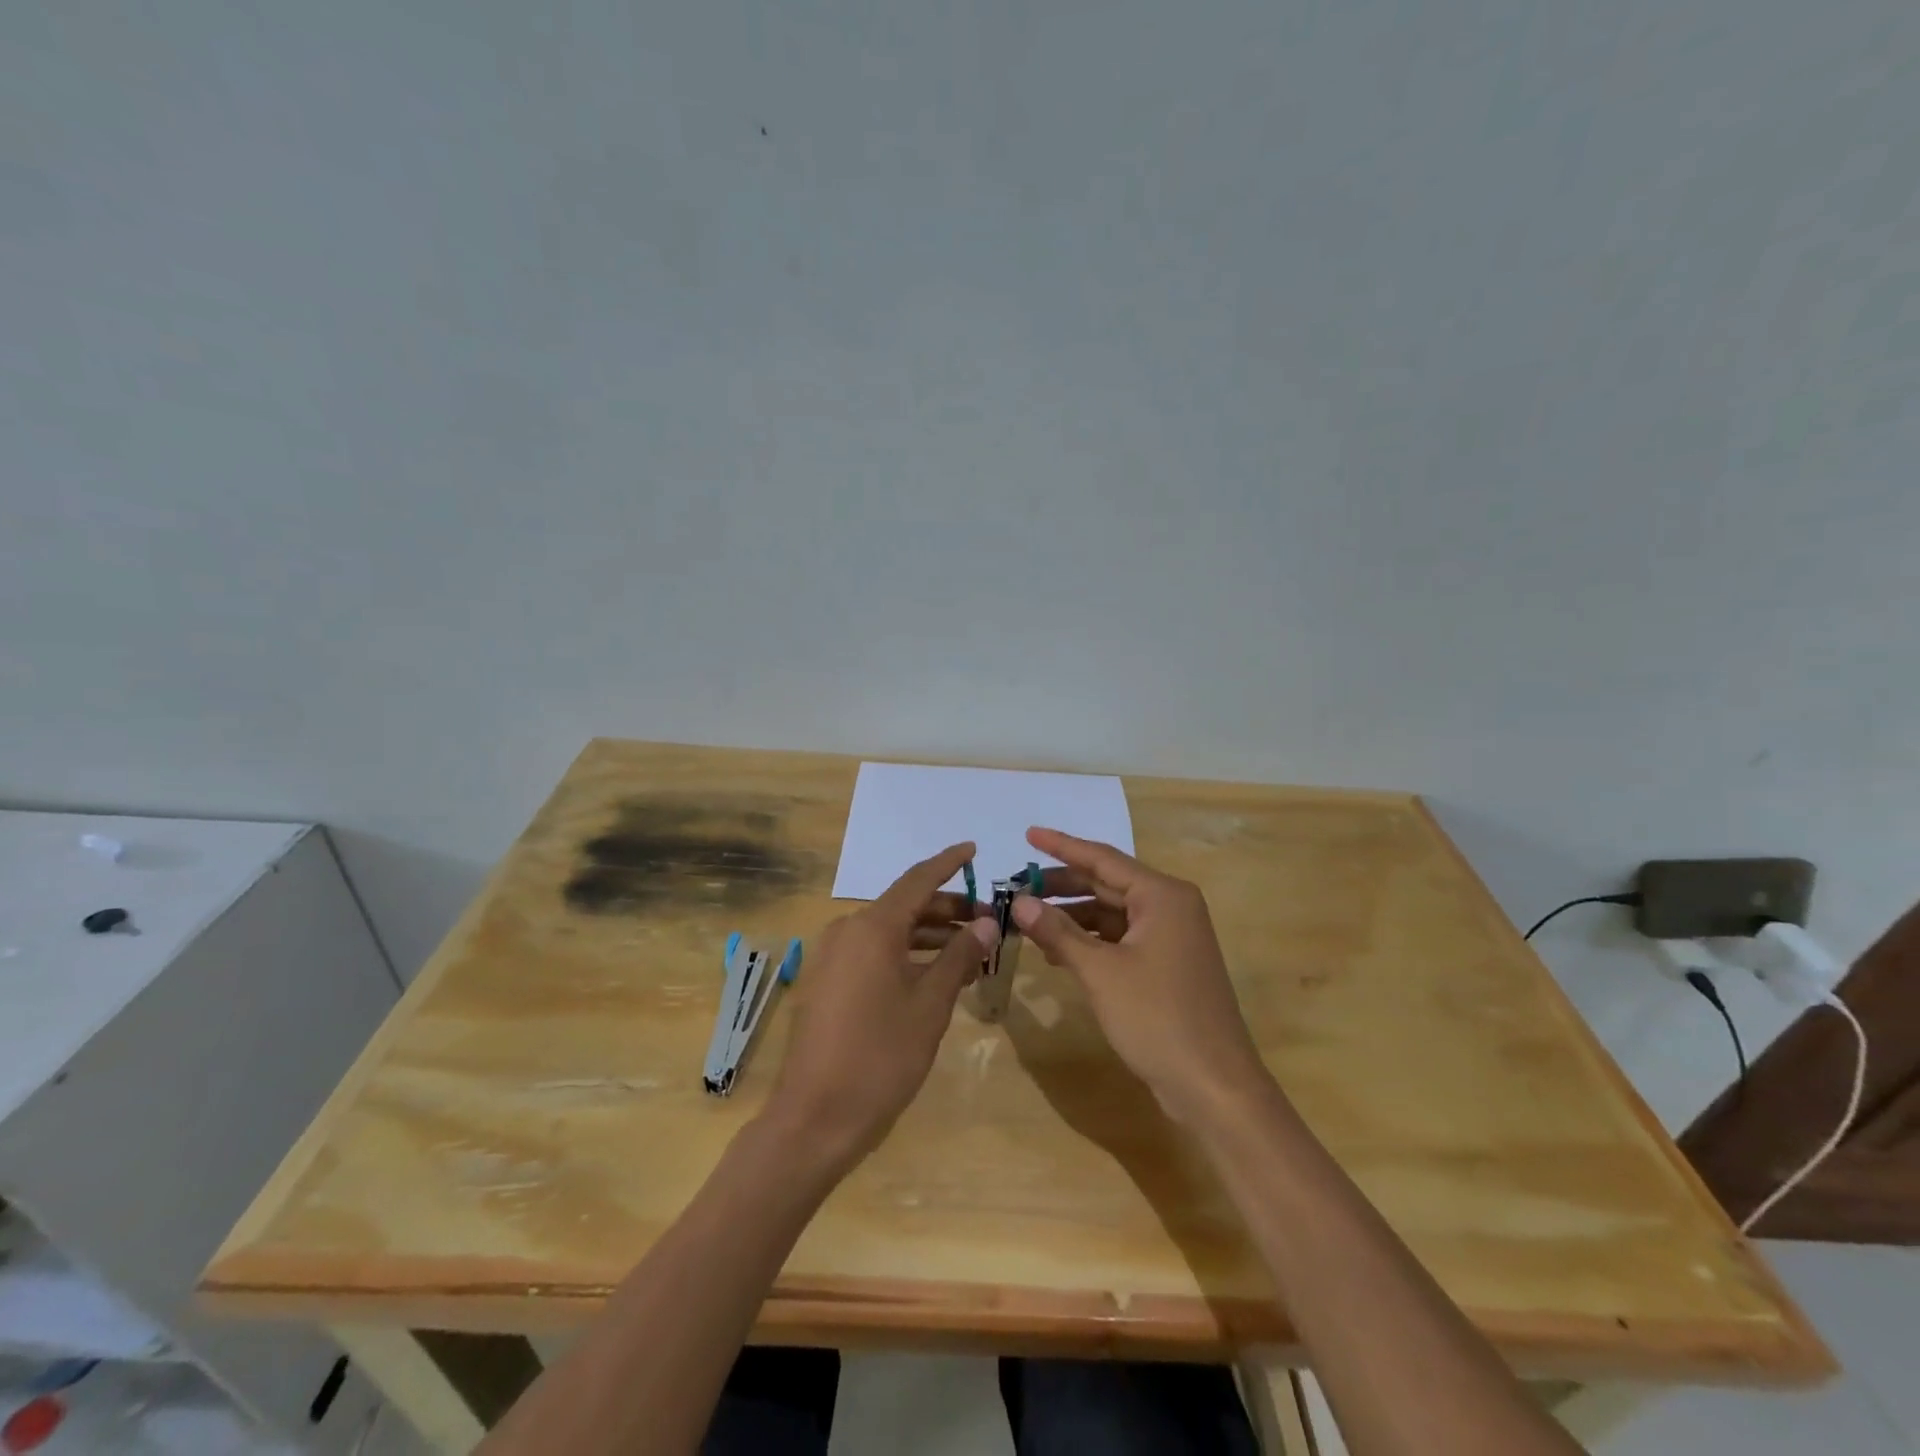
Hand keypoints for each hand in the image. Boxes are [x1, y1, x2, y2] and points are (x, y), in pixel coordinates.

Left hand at [767, 843, 998, 1165]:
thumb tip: (985, 924)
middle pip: (904, 906)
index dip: (948, 863)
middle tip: (987, 920)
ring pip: (890, 932)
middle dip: (947, 909)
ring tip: (970, 948)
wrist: (815, 1118)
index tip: (973, 849)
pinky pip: (874, 953)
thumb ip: (958, 957)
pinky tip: (934, 974)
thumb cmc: (880, 1056)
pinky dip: (906, 955)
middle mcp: (848, 931)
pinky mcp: (828, 983)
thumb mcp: (930, 1005)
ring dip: (929, 935)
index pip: (918, 880)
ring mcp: (833, 958)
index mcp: (872, 927)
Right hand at [1011, 828, 1268, 1122]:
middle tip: (1018, 885)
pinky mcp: (1167, 965)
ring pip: (1112, 914)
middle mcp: (1170, 907)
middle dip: (1062, 885)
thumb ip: (1058, 932)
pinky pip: (1121, 939)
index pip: (1103, 858)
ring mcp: (1171, 938)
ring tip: (1028, 919)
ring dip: (1073, 917)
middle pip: (1107, 884)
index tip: (1028, 833)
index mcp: (1162, 896)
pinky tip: (1058, 952)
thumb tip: (1019, 902)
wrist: (1214, 1087)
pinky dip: (1090, 941)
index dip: (1062, 846)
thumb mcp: (1100, 972)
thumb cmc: (1157, 1019)